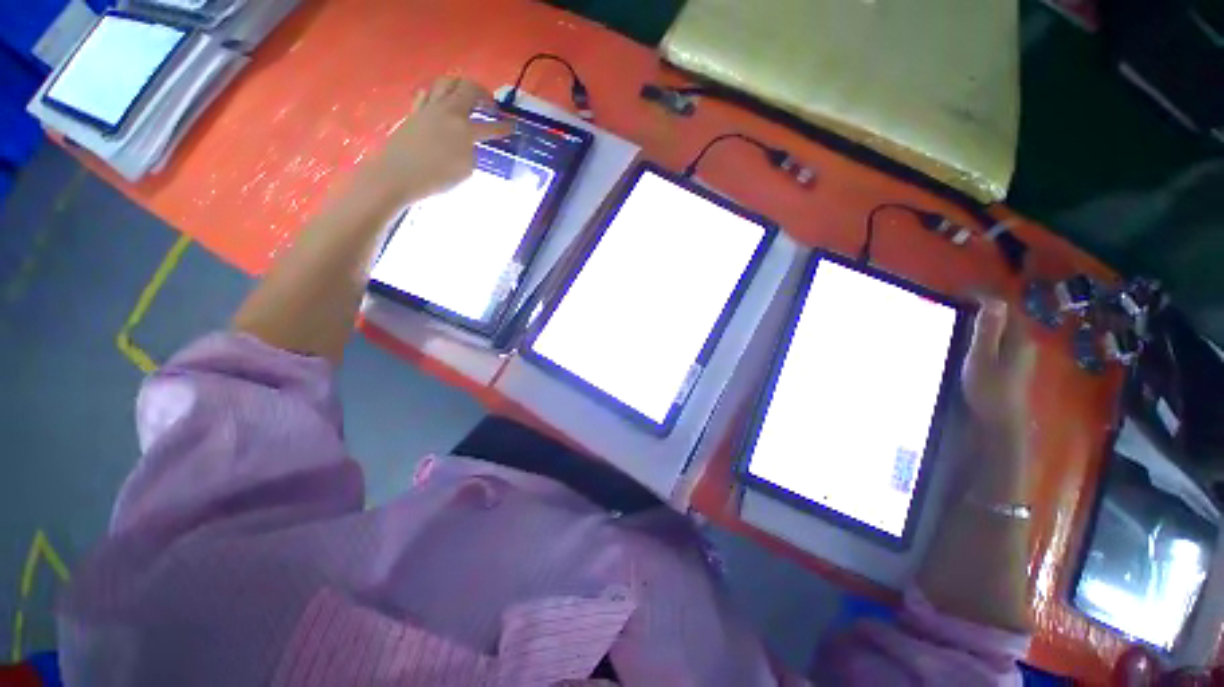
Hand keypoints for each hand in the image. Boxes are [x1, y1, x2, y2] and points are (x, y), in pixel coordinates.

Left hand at [359, 77, 512, 202]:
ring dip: (460, 86)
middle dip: (483, 94)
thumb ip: (471, 152)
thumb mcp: (465, 170)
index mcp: (465, 129)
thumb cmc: (437, 177)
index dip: (503, 128)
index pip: (490, 127)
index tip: (512, 126)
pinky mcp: (414, 112)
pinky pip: (427, 93)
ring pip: (446, 83)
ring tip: (466, 96)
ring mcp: (429, 108)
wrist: (399, 174)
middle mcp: (448, 111)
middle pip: (468, 89)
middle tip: (490, 104)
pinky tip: (440, 101)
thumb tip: (469, 143)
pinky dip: (437, 93)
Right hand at [962, 298, 1035, 441]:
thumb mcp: (981, 357)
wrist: (1000, 419)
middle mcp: (1024, 342)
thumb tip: (995, 301)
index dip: (984, 296)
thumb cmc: (988, 388)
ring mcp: (1020, 353)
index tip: (960, 291)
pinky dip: (989, 329)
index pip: (1004, 307)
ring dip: (987, 317)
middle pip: (1007, 315)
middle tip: (960, 300)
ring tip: (965, 313)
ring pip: (1005, 326)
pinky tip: (976, 335)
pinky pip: (1002, 337)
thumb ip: (988, 330)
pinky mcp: (1014, 363)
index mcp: (1018, 338)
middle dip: (986, 304)